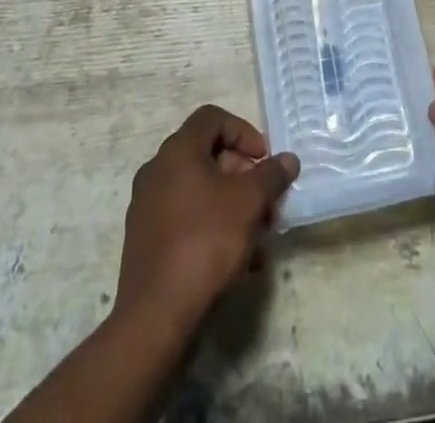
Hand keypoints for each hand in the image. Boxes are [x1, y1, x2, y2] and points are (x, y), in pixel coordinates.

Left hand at [113, 105, 299, 337]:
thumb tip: (288, 159)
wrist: (155, 316)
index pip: (212, 118)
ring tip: (259, 238)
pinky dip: (213, 227)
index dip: (243, 132)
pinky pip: (186, 219)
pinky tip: (238, 261)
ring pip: (199, 191)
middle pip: (207, 156)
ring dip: (232, 206)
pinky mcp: (146, 240)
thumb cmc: (205, 243)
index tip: (264, 160)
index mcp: (177, 151)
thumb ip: (270, 175)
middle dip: (243, 176)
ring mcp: (147, 206)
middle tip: (267, 202)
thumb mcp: (248, 204)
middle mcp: (157, 170)